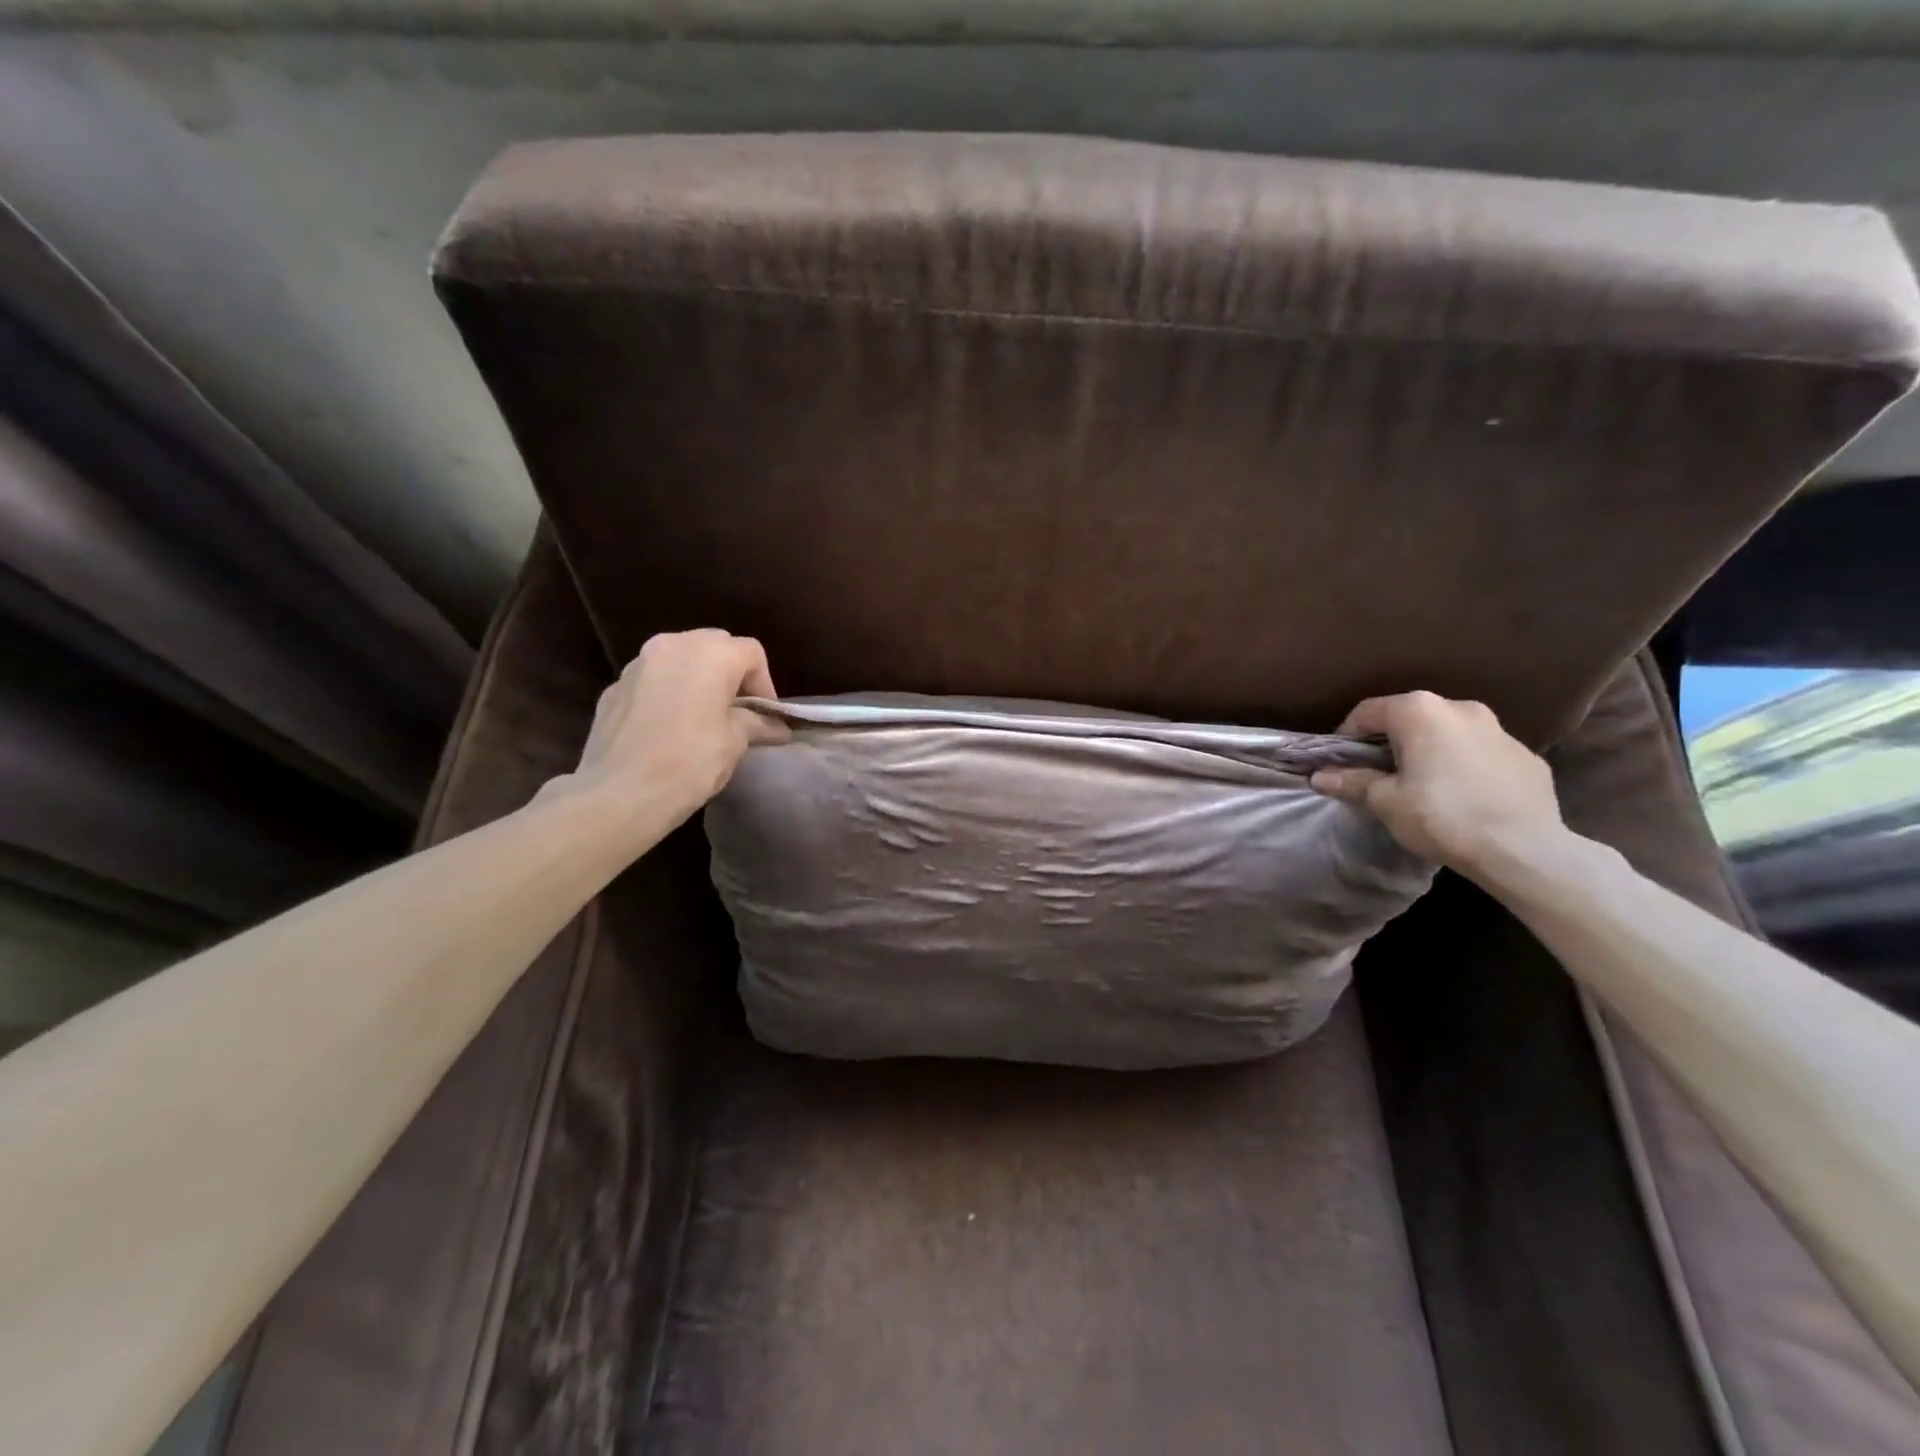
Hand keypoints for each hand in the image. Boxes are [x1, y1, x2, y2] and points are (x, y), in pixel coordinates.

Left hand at [557, 629, 788, 825]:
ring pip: (679, 660)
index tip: (766, 718)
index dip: (765, 684)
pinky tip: (668, 729)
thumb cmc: (690, 761)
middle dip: (730, 675)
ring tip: (702, 718)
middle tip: (738, 712)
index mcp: (710, 653)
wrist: (619, 793)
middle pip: (714, 646)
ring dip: (697, 681)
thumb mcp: (735, 742)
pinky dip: (667, 695)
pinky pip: (652, 682)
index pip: (751, 653)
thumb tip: (776, 727)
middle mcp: (672, 645)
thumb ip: (755, 723)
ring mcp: (637, 665)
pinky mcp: (613, 689)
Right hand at [1309, 691, 1564, 872]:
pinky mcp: (1528, 757)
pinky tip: (1463, 797)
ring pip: (1450, 734)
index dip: (1347, 734)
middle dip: (1391, 741)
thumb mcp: (1386, 802)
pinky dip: (1466, 766)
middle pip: (1412, 718)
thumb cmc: (1442, 816)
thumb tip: (1320, 776)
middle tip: (1378, 773)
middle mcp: (1461, 708)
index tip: (1340, 761)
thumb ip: (1353, 782)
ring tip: (1423, 785)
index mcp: (1421, 712)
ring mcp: (1501, 730)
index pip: (1369, 711)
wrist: (1525, 850)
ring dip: (1431, 751)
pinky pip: (1483, 754)